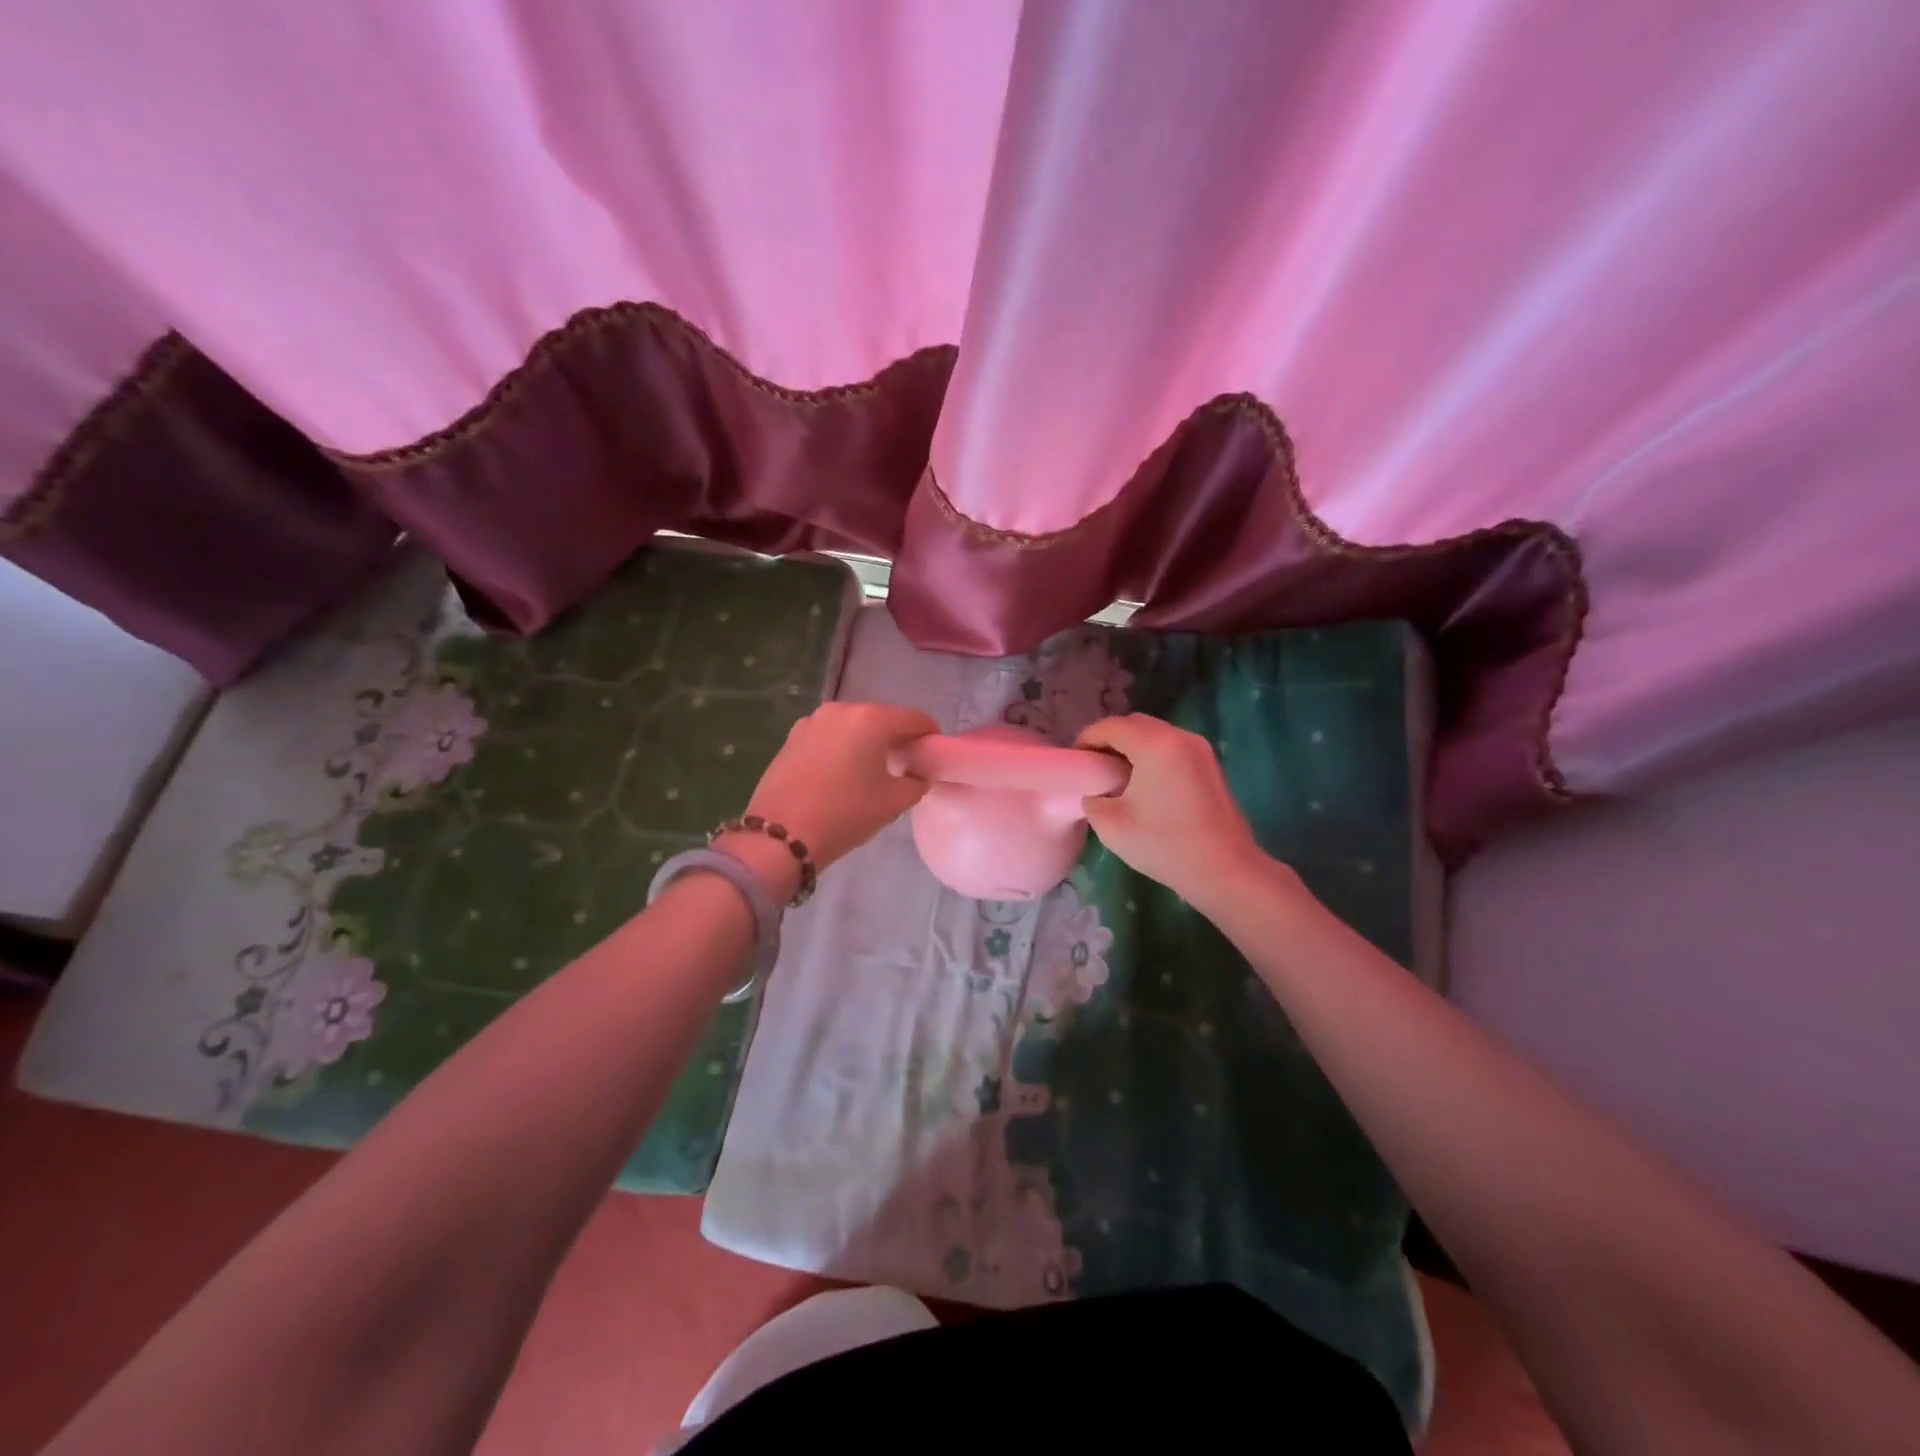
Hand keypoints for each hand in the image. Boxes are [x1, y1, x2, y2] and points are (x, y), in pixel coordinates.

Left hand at [720, 702, 938, 896]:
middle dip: (897, 737)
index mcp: (871, 719)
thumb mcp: (893, 802)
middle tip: (906, 764)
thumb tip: (916, 773)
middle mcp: (841, 710)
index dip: (930, 735)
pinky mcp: (792, 738)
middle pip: (882, 718)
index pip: (914, 719)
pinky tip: (842, 774)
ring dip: (867, 741)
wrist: (780, 836)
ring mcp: (812, 722)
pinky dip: (842, 747)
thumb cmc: (845, 814)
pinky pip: (829, 736)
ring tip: (872, 770)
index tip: (934, 755)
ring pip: (853, 726)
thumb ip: (916, 782)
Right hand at [1074, 713, 1268, 906]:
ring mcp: (1199, 749)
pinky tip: (1144, 783)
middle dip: (1109, 739)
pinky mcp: (1210, 765)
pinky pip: (1172, 748)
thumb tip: (1097, 792)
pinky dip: (1152, 755)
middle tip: (1092, 765)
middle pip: (1134, 724)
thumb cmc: (1164, 844)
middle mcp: (1179, 736)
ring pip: (1155, 734)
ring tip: (1115, 775)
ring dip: (1132, 747)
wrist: (1225, 870)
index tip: (1073, 760)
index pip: (1109, 727)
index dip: (1086, 740)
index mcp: (1154, 743)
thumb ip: (1093, 799)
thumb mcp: (1111, 825)